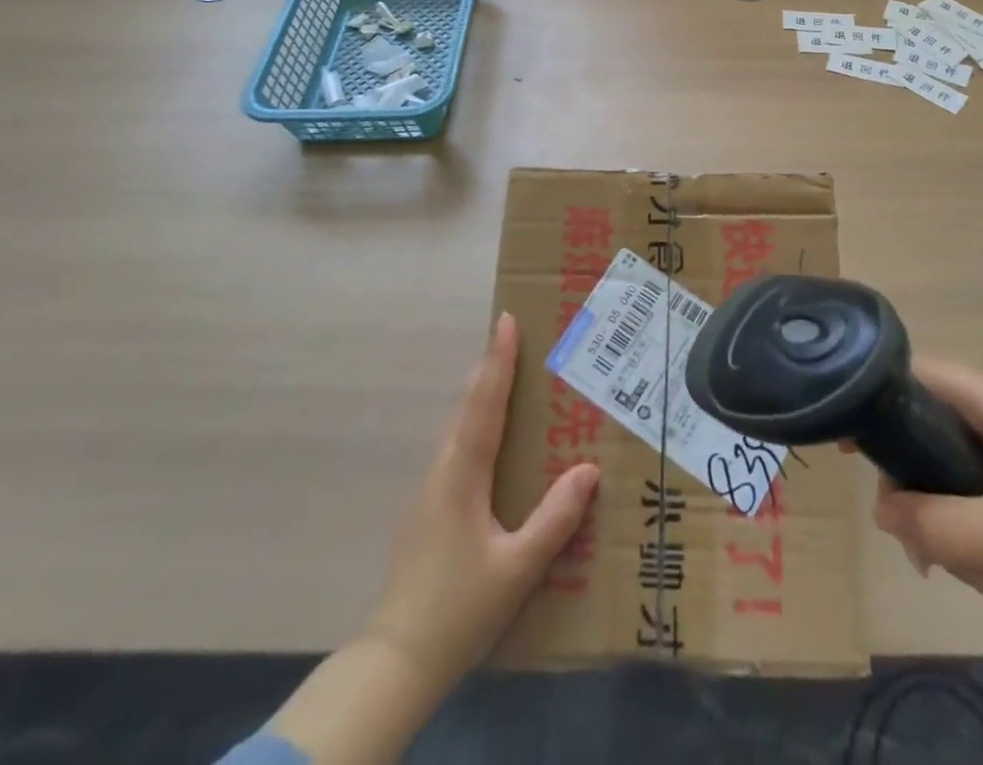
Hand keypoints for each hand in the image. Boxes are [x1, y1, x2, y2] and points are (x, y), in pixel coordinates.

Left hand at [364, 312, 599, 697]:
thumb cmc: (459, 609)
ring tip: (510, 380)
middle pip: (468, 407)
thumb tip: (588, 469)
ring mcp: (429, 491)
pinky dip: (476, 426)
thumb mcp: (517, 569)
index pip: (485, 403)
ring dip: (482, 397)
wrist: (394, 662)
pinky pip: (457, 450)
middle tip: (516, 339)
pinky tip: (492, 443)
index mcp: (462, 474)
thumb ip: (554, 519)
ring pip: (459, 428)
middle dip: (491, 369)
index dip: (498, 361)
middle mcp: (442, 470)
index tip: (505, 320)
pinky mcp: (427, 511)